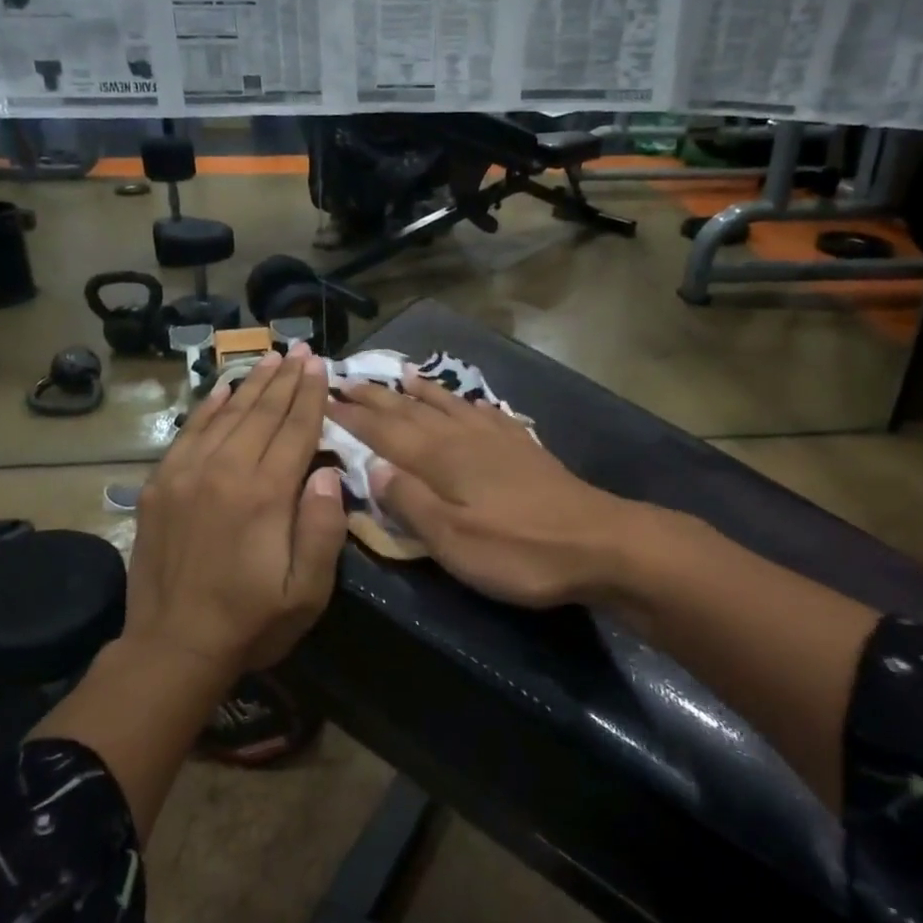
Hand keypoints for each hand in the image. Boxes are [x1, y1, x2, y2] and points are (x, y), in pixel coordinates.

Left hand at [125, 346, 346, 674]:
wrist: (172, 646)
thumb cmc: (251, 621)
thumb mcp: (307, 591)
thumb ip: (322, 528)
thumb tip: (326, 469)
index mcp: (265, 494)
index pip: (295, 430)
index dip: (310, 395)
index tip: (320, 365)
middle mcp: (225, 471)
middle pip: (261, 413)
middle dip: (285, 379)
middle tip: (300, 349)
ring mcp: (186, 474)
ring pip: (225, 415)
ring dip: (251, 385)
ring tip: (270, 359)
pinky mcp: (160, 486)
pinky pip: (188, 433)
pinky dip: (208, 408)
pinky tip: (223, 390)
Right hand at [326, 373, 633, 607]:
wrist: (598, 542)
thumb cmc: (518, 549)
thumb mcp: (453, 540)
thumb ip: (410, 502)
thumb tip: (371, 466)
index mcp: (440, 459)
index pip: (384, 432)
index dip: (353, 416)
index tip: (324, 399)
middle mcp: (463, 438)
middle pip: (411, 412)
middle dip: (377, 397)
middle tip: (347, 380)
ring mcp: (497, 438)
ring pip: (447, 405)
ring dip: (419, 391)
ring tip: (398, 373)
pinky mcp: (523, 448)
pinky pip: (484, 412)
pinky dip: (465, 402)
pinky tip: (466, 401)